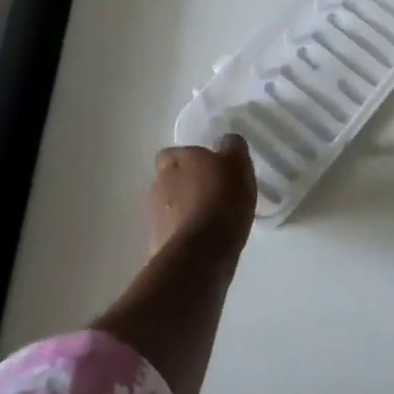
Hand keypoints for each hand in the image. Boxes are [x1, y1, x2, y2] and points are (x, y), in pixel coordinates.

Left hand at [149, 135, 256, 260]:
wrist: (202, 252)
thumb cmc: (223, 199)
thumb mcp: (239, 164)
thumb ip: (232, 148)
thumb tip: (226, 142)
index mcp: (176, 159)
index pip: (172, 153)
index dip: (188, 160)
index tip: (208, 168)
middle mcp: (159, 183)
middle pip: (168, 179)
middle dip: (184, 185)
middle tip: (211, 193)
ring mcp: (154, 216)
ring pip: (168, 207)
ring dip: (183, 211)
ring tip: (209, 221)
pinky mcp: (156, 244)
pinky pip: (171, 234)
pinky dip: (183, 235)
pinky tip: (203, 242)